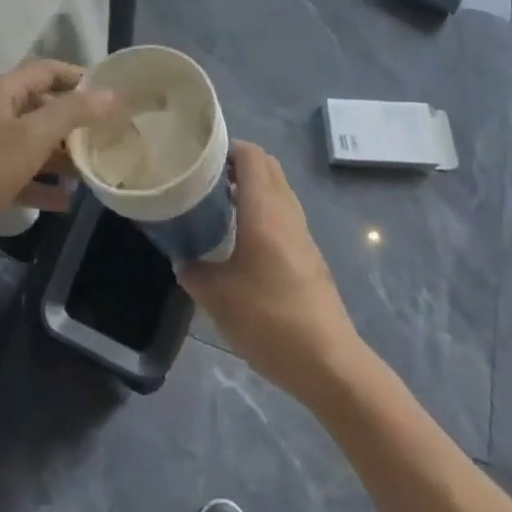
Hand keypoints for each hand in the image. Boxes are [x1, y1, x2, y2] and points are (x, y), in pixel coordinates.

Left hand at [0, 59, 116, 247]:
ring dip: (60, 155)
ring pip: (31, 143)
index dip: (78, 77)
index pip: (45, 70)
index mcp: (0, 92)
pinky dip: (41, 183)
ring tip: (92, 171)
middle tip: (108, 135)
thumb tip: (110, 94)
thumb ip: (72, 113)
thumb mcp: (32, 137)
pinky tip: (65, 201)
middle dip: (73, 120)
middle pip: (40, 107)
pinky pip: (19, 174)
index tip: (111, 92)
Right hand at [176, 141, 361, 402]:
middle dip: (236, 164)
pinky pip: (282, 214)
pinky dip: (262, 210)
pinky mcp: (309, 255)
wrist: (329, 364)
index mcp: (264, 209)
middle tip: (205, 179)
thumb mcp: (218, 298)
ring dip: (250, 187)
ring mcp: (301, 233)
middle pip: (265, 166)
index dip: (225, 147)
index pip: (250, 154)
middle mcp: (285, 211)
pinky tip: (241, 240)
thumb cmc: (270, 320)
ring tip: (218, 205)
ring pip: (276, 189)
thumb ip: (194, 271)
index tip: (198, 158)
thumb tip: (182, 259)